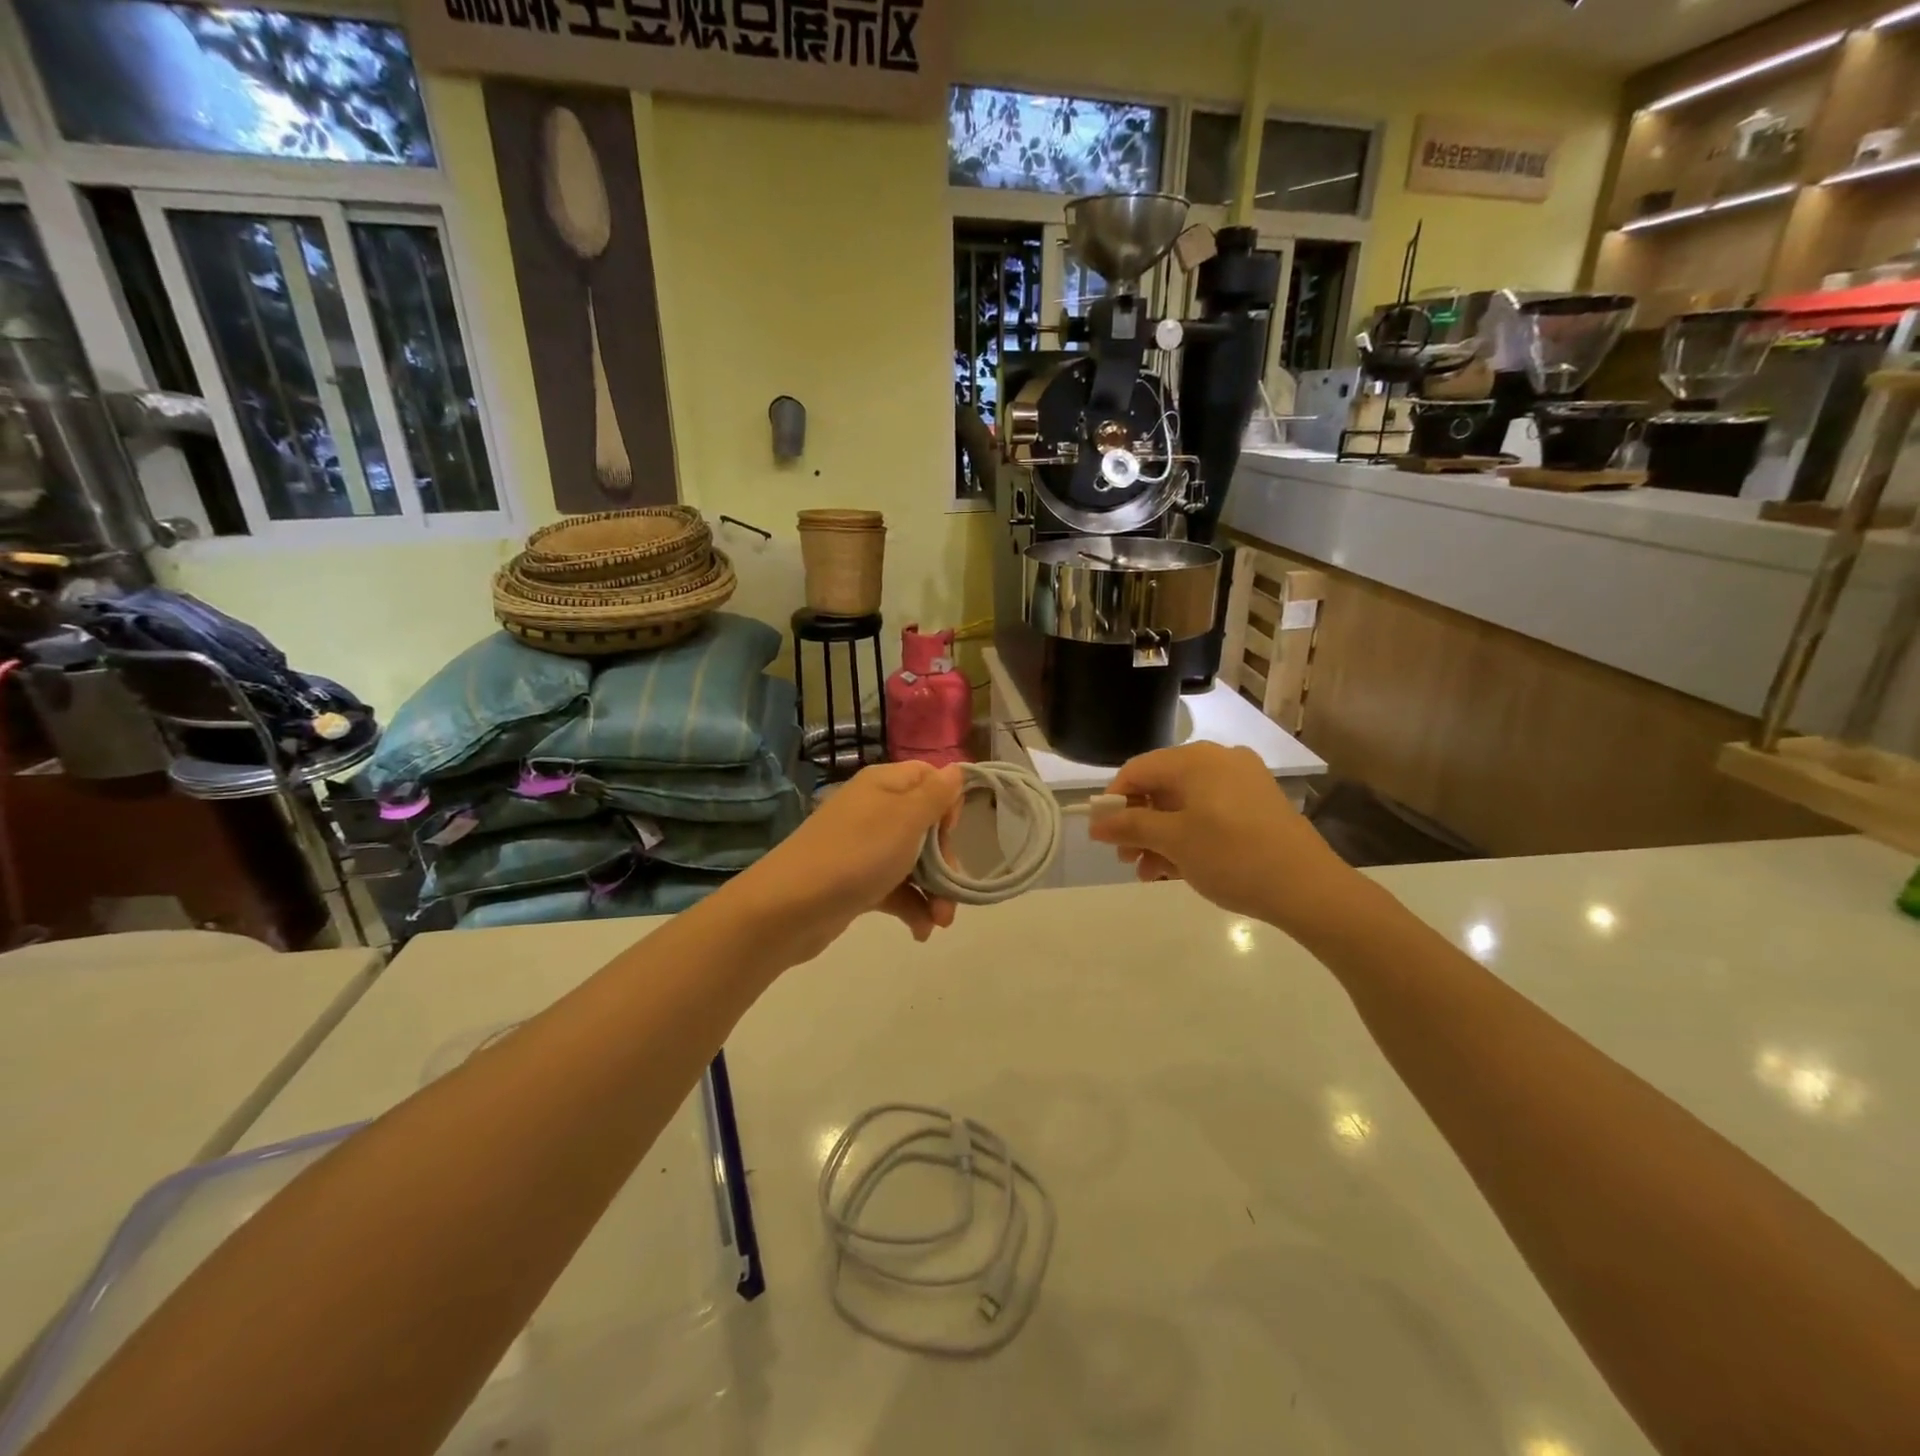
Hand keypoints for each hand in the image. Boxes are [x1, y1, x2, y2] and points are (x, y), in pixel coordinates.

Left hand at [733, 760, 964, 962]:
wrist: (789, 908)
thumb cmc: (857, 854)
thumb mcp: (906, 819)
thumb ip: (936, 794)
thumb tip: (956, 768)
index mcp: (884, 784)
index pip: (929, 777)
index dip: (948, 802)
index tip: (950, 832)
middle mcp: (875, 809)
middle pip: (926, 825)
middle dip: (945, 860)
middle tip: (951, 887)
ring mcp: (864, 847)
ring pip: (914, 861)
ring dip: (934, 890)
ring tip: (941, 922)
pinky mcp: (857, 882)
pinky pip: (895, 888)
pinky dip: (912, 907)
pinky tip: (922, 931)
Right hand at [1088, 743, 1354, 931]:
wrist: (1309, 888)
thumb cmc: (1231, 856)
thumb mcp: (1173, 841)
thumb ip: (1130, 827)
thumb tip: (1095, 822)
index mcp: (1195, 759)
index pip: (1137, 770)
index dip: (1114, 801)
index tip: (1103, 835)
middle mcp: (1219, 761)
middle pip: (1161, 787)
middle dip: (1138, 824)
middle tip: (1126, 858)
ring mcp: (1242, 782)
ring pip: (1185, 804)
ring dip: (1161, 836)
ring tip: (1150, 873)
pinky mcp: (1258, 806)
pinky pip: (1209, 814)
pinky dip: (1189, 837)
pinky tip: (1178, 869)